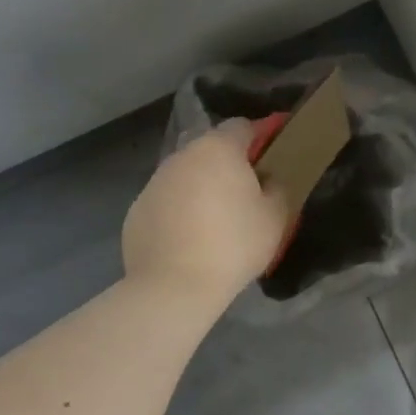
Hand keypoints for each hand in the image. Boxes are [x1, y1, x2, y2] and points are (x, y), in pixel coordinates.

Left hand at [122, 120, 288, 309]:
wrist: (172, 288)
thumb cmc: (233, 245)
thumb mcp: (276, 216)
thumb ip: (278, 187)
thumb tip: (268, 181)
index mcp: (219, 149)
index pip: (242, 126)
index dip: (260, 136)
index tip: (272, 155)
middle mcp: (183, 155)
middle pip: (211, 148)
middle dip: (228, 162)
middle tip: (246, 190)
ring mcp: (155, 182)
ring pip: (186, 173)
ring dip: (202, 185)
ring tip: (215, 217)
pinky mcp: (137, 209)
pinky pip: (167, 200)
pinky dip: (179, 209)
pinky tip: (188, 238)